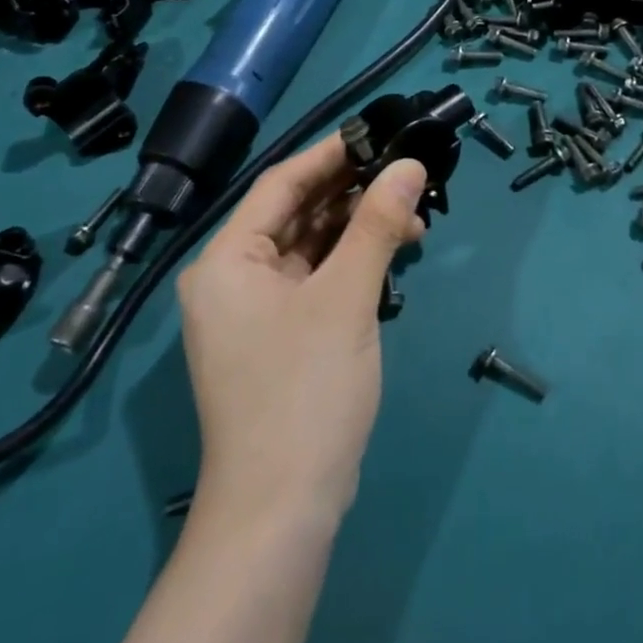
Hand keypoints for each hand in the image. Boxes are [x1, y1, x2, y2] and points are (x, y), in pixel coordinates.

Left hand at [176, 136, 426, 524]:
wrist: (281, 511)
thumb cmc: (304, 391)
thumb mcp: (346, 298)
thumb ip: (376, 224)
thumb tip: (409, 164)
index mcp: (227, 260)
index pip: (281, 184)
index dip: (331, 154)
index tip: (380, 132)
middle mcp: (233, 278)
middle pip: (297, 214)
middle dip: (353, 193)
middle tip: (407, 174)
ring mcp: (255, 311)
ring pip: (311, 247)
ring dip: (359, 229)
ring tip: (414, 216)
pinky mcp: (280, 336)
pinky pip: (317, 279)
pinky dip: (352, 263)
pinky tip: (393, 254)